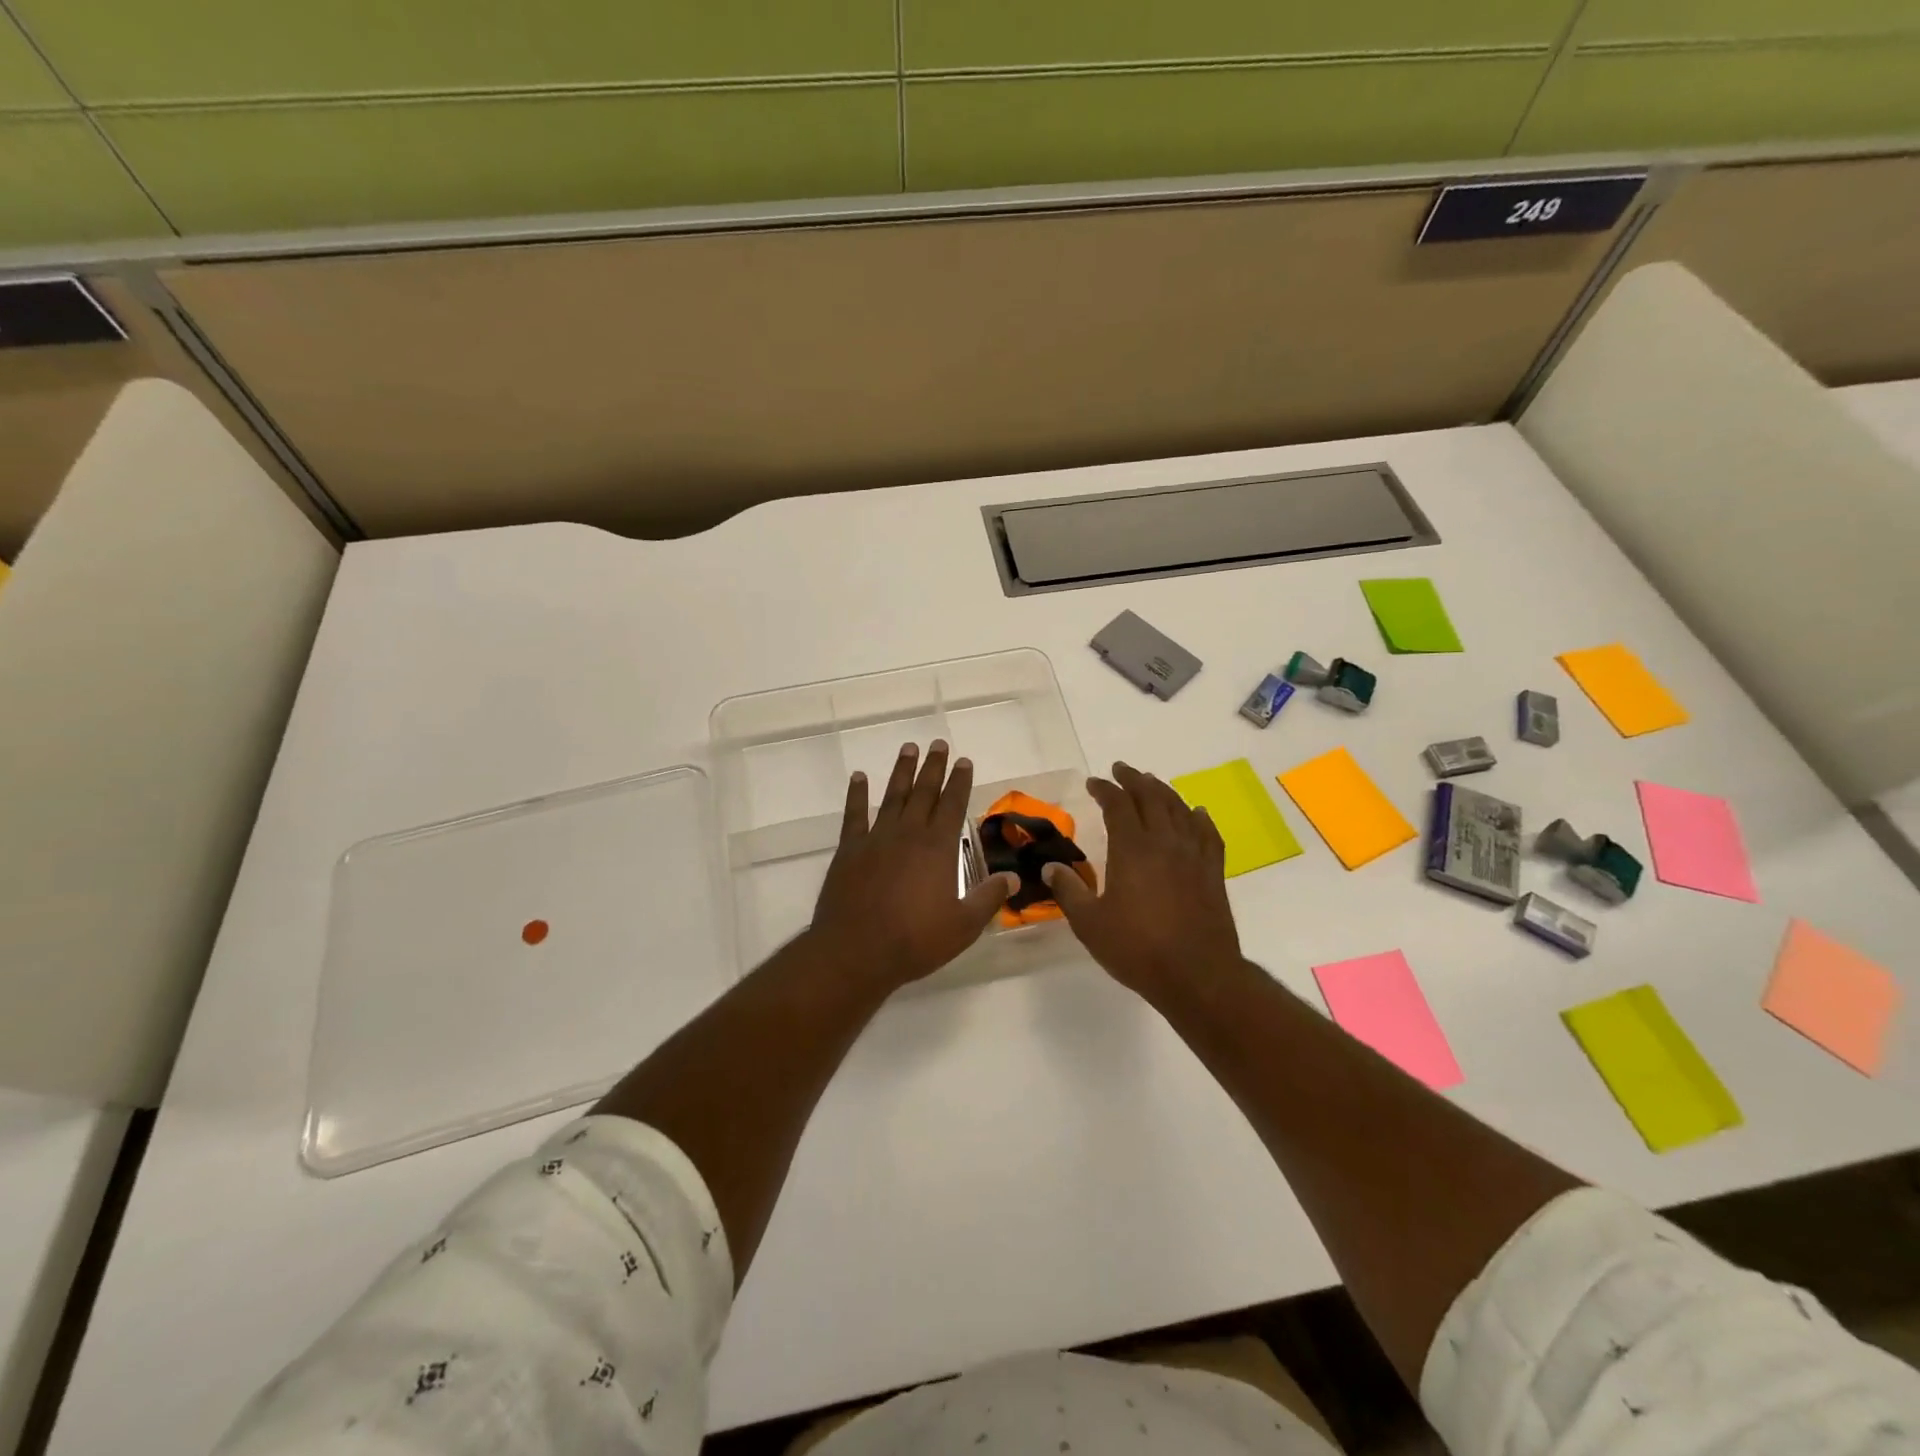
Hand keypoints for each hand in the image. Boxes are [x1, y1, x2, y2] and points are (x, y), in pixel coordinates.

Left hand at [809, 740, 1017, 992]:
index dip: (960, 781)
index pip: (953, 805)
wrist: (856, 951)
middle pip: (924, 792)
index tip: (964, 760)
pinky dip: (857, 794)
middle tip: (938, 743)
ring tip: (908, 748)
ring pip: (893, 796)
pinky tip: (859, 777)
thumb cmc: (915, 941)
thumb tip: (1014, 877)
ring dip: (902, 771)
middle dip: (934, 767)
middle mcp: (908, 834)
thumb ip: (989, 897)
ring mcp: (876, 838)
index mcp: (938, 848)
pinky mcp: (849, 850)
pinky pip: (854, 814)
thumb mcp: (964, 925)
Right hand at [1043, 761, 1243, 997]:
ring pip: (1179, 809)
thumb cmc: (1137, 949)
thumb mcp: (1089, 923)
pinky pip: (1207, 834)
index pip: (1117, 804)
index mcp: (1132, 849)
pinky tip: (1195, 813)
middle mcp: (1164, 842)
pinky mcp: (1213, 872)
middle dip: (1134, 779)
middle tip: (1121, 770)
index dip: (1104, 789)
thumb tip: (1050, 867)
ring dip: (1162, 791)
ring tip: (1151, 784)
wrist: (1198, 975)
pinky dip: (1198, 818)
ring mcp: (1193, 855)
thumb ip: (1068, 891)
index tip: (1093, 782)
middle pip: (1151, 797)